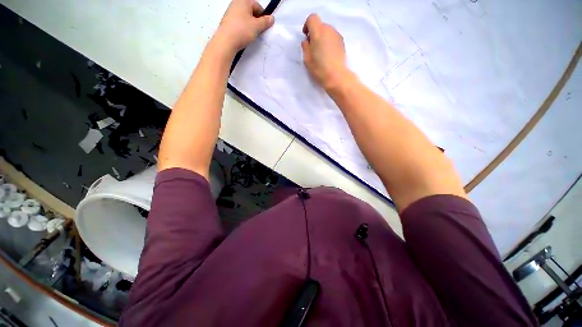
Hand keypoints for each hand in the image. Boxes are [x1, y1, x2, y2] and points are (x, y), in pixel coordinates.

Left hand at [213, 0, 274, 55]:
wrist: (226, 41)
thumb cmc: (243, 30)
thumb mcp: (257, 26)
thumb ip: (265, 22)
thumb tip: (271, 18)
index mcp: (244, 1)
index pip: (258, 6)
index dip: (263, 16)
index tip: (264, 27)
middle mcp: (236, 3)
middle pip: (251, 11)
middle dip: (256, 21)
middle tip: (258, 31)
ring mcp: (230, 12)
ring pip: (245, 18)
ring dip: (250, 25)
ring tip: (251, 35)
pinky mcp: (227, 21)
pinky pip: (238, 23)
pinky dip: (243, 28)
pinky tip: (244, 36)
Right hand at [301, 14, 350, 90]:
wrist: (336, 76)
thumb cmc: (319, 68)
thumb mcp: (307, 59)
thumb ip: (305, 47)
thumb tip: (307, 41)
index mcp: (318, 32)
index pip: (312, 18)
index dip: (307, 25)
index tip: (306, 35)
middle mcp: (328, 30)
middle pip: (320, 25)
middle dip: (315, 32)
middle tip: (313, 46)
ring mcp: (337, 35)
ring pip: (327, 31)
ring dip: (322, 37)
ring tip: (321, 52)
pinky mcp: (342, 42)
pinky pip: (333, 37)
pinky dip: (329, 42)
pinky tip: (328, 54)